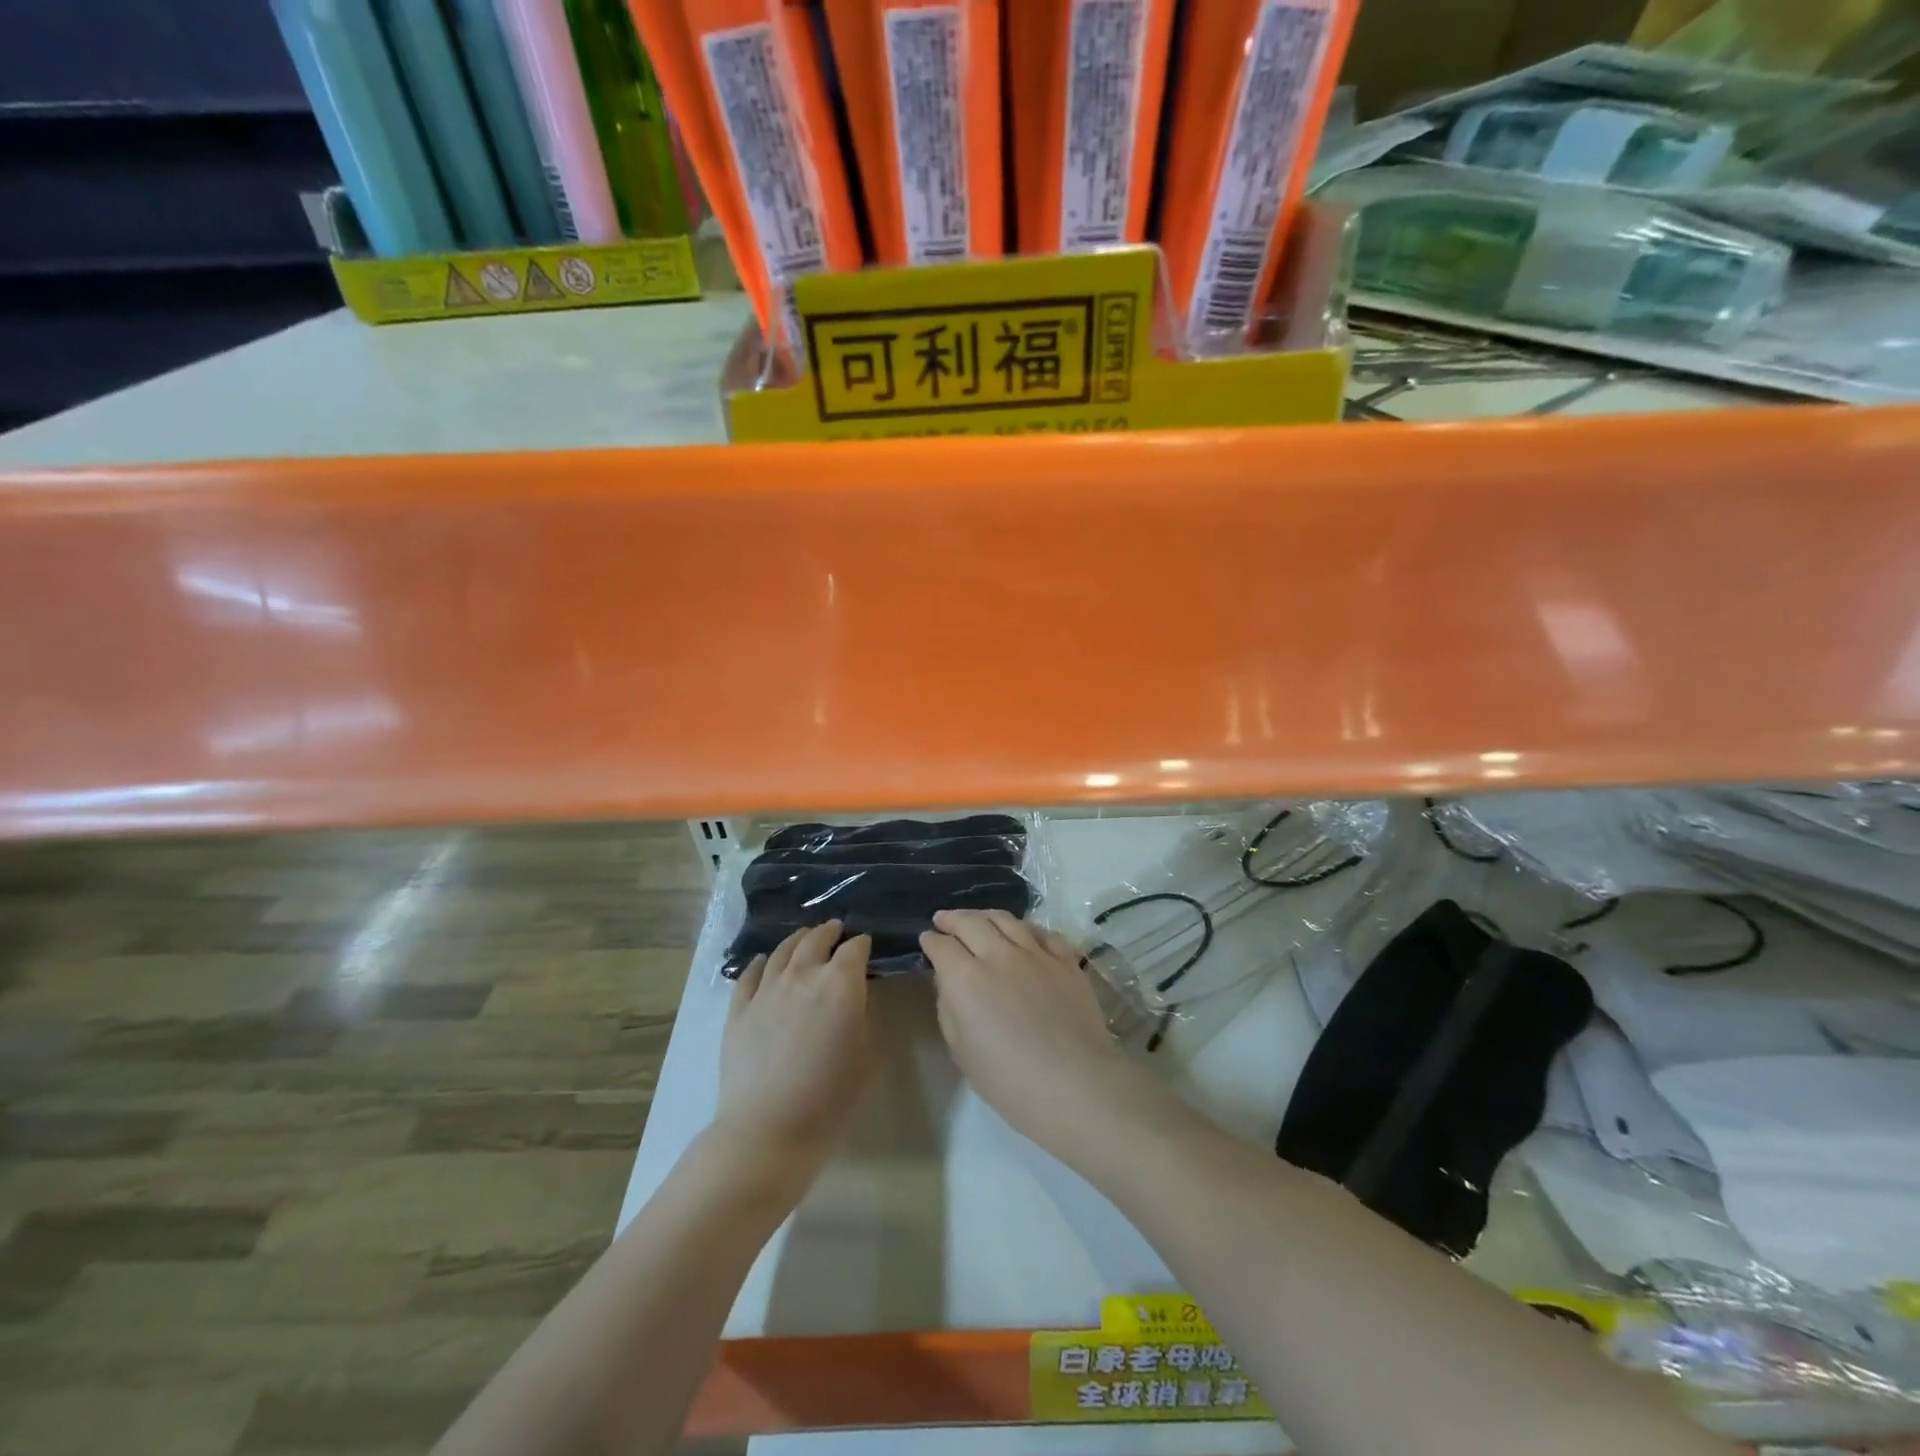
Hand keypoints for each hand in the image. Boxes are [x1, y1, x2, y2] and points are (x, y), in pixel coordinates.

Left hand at [712, 921, 872, 1194]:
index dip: (863, 944)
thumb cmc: (830, 1098)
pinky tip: (763, 961)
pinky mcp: (738, 1009)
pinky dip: (760, 963)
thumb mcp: (868, 1055)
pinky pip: (750, 975)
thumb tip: (858, 994)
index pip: (855, 949)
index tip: (867, 946)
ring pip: (782, 951)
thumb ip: (866, 1015)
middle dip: (829, 932)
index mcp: (840, 983)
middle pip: (815, 940)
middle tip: (836, 930)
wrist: (768, 1130)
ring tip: (804, 937)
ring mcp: (766, 989)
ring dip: (797, 940)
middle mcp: (802, 975)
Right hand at [920, 909, 1160, 1162]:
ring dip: (986, 916)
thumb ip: (949, 1009)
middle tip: (944, 920)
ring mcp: (1036, 953)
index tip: (927, 940)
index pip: (941, 946)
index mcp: (966, 979)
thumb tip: (948, 983)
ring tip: (979, 918)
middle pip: (971, 922)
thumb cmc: (1010, 1082)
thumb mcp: (962, 1052)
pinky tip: (1022, 932)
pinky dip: (1025, 927)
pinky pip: (1042, 932)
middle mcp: (998, 955)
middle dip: (952, 918)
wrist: (1076, 1084)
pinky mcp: (1066, 959)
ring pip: (1006, 919)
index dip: (930, 941)